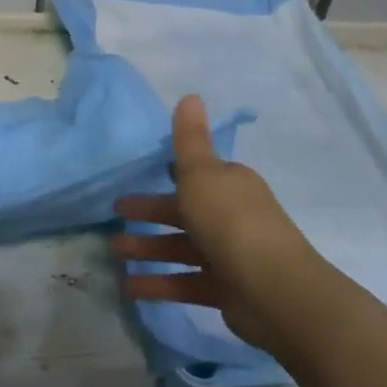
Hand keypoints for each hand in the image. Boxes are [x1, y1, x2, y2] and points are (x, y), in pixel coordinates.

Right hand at [111, 95, 329, 356]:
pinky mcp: (224, 290)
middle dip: (148, 213)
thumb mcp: (202, 174)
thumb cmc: (231, 221)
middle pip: (183, 212)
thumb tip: (190, 95)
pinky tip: (130, 287)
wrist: (273, 290)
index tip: (135, 179)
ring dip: (147, 249)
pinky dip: (159, 284)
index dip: (166, 175)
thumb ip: (189, 139)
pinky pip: (185, 282)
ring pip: (180, 248)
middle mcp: (231, 216)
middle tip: (114, 217)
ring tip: (113, 252)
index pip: (196, 175)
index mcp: (230, 185)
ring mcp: (229, 255)